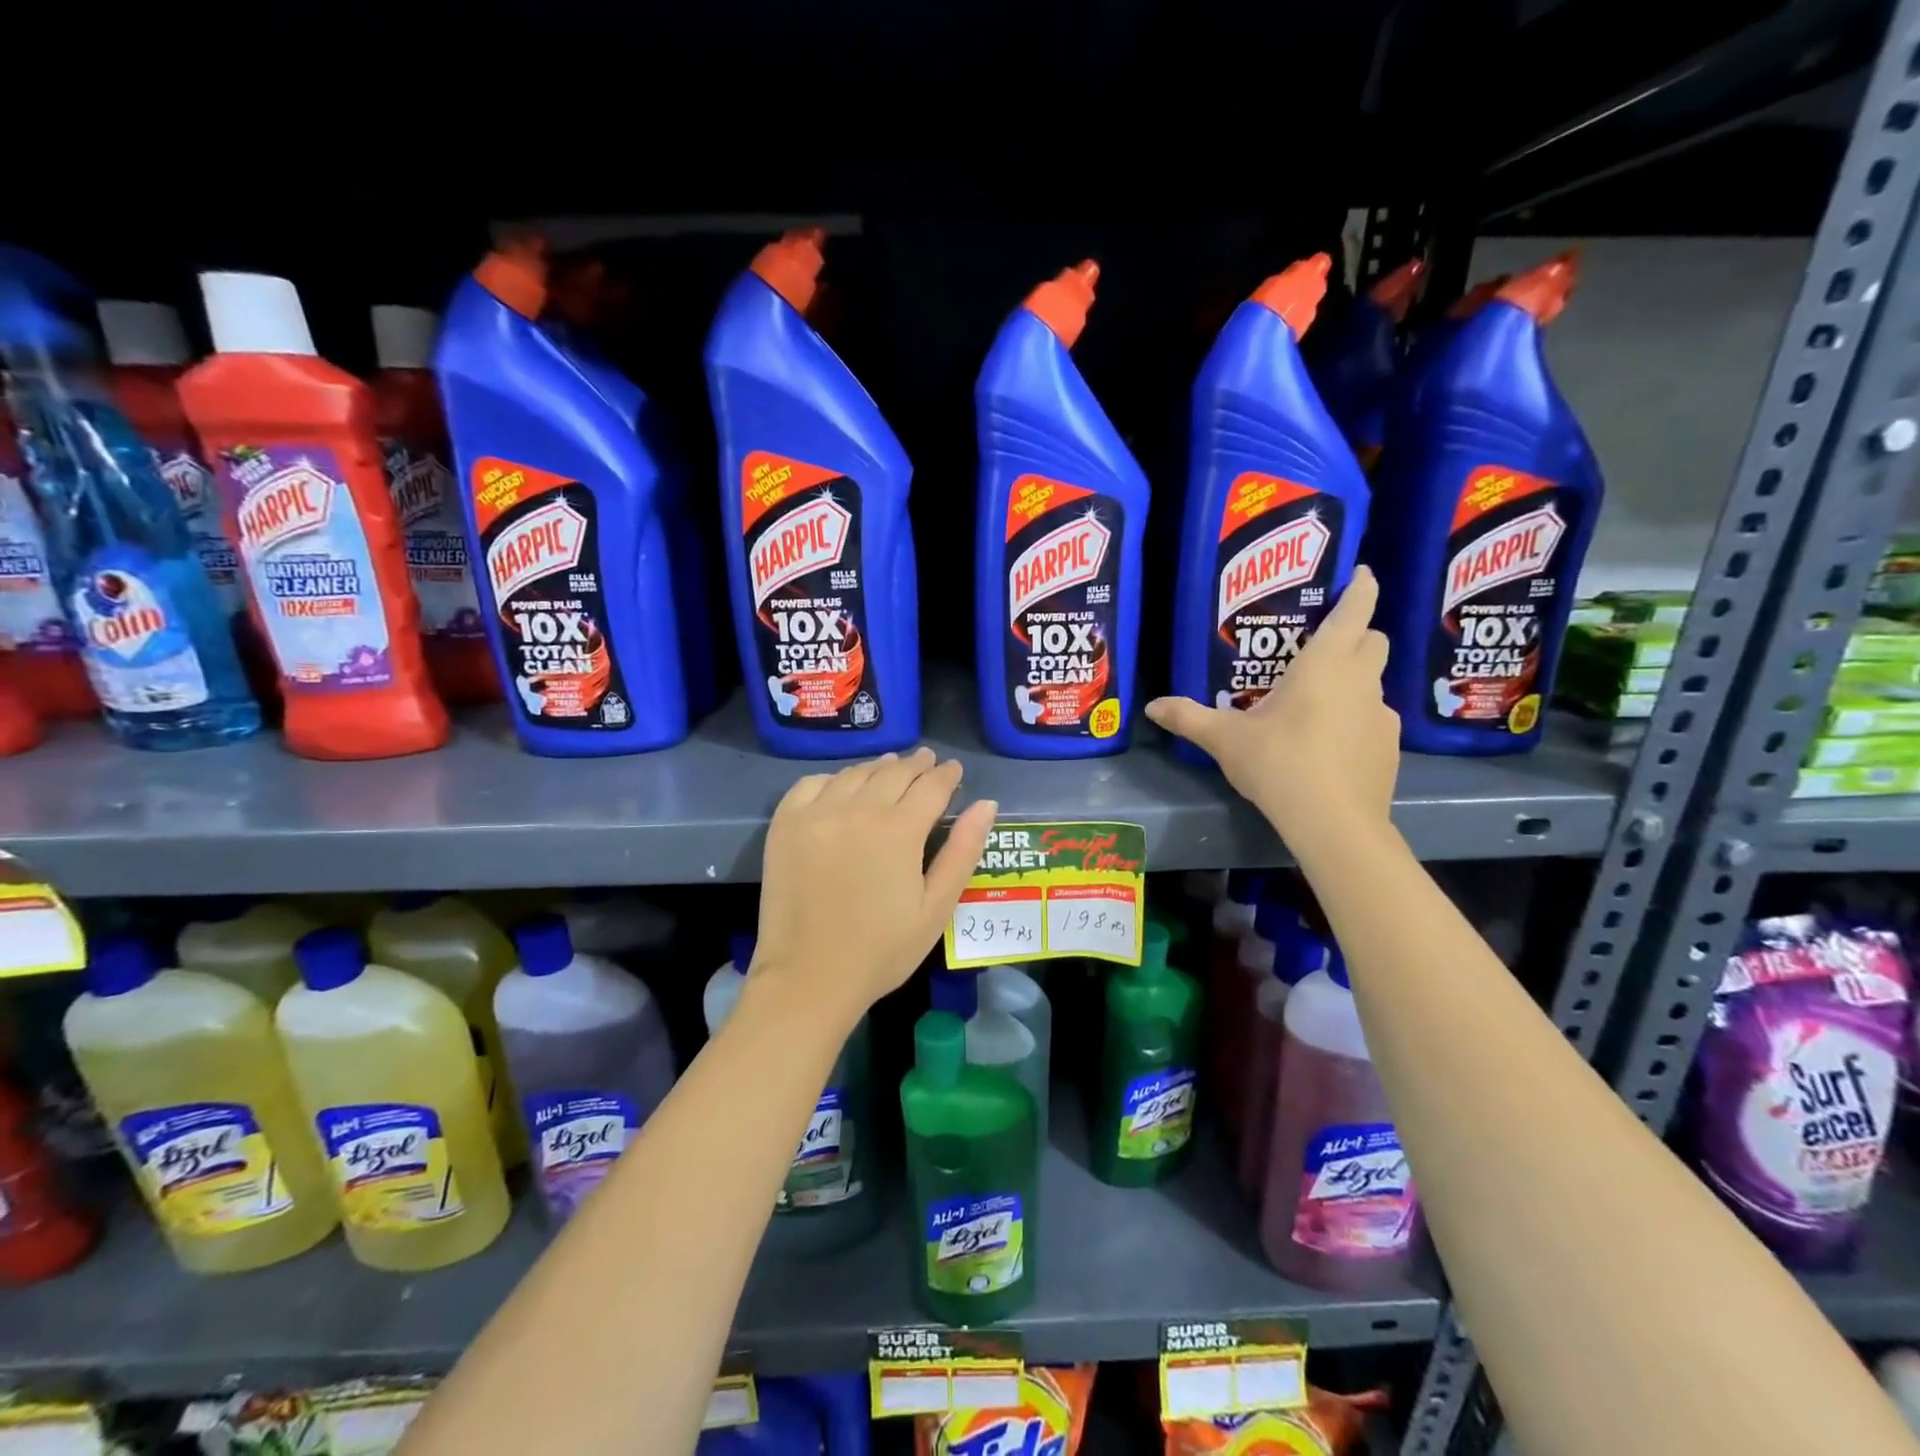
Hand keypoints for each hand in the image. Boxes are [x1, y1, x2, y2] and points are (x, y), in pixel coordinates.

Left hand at [756, 748, 997, 1024]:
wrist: (808, 977)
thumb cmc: (882, 950)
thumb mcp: (936, 908)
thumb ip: (962, 851)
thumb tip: (987, 804)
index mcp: (899, 830)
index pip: (931, 786)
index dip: (947, 774)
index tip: (954, 769)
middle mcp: (858, 809)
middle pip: (893, 772)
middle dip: (916, 764)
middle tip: (927, 761)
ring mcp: (817, 814)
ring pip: (855, 774)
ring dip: (878, 767)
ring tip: (890, 767)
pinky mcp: (786, 824)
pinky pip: (812, 784)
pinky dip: (834, 779)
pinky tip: (842, 786)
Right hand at [1145, 566, 1399, 843]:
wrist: (1333, 823)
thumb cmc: (1279, 763)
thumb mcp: (1225, 739)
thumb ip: (1189, 717)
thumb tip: (1152, 706)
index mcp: (1325, 665)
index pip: (1355, 611)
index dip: (1361, 587)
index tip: (1362, 573)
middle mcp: (1361, 681)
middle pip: (1373, 642)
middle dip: (1356, 635)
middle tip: (1322, 646)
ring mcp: (1382, 716)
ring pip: (1374, 683)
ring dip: (1354, 681)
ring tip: (1317, 704)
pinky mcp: (1390, 749)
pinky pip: (1374, 720)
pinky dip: (1356, 720)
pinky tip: (1330, 746)